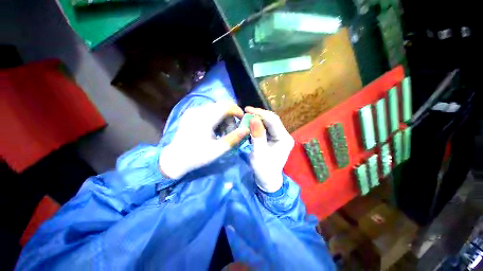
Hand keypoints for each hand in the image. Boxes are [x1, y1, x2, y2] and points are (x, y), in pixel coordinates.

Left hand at [159, 103, 249, 178]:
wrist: (175, 159)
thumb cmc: (197, 156)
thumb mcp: (219, 149)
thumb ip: (234, 138)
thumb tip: (246, 129)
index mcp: (205, 119)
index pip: (225, 106)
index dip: (236, 110)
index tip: (242, 119)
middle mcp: (198, 111)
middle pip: (221, 106)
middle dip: (230, 115)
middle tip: (232, 129)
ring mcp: (193, 111)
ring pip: (215, 108)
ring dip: (223, 117)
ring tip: (223, 131)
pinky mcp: (190, 114)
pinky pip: (208, 111)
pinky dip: (215, 117)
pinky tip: (214, 129)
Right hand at [246, 107, 294, 192]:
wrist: (267, 179)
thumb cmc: (263, 169)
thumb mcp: (259, 153)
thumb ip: (257, 136)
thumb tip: (254, 119)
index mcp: (284, 139)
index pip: (273, 121)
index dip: (260, 113)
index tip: (247, 109)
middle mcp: (284, 135)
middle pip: (272, 119)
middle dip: (259, 114)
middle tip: (245, 112)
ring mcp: (280, 136)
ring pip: (269, 122)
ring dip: (258, 119)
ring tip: (247, 116)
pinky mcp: (275, 138)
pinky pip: (266, 128)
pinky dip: (258, 124)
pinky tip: (251, 123)